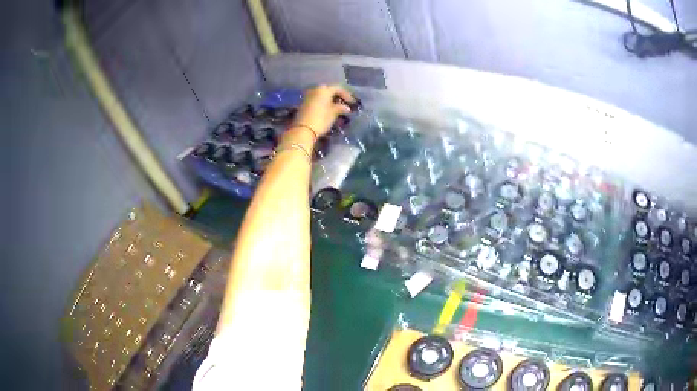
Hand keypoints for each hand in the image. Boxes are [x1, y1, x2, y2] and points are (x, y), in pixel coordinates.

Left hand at [292, 85, 354, 137]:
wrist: (302, 130)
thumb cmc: (321, 119)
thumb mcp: (333, 113)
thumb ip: (340, 108)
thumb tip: (346, 108)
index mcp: (324, 90)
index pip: (337, 88)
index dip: (346, 94)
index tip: (352, 102)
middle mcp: (315, 90)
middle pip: (328, 90)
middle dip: (336, 95)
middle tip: (343, 103)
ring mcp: (308, 96)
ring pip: (321, 95)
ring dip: (329, 99)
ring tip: (335, 107)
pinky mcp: (303, 104)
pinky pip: (315, 99)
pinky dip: (322, 103)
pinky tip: (326, 109)